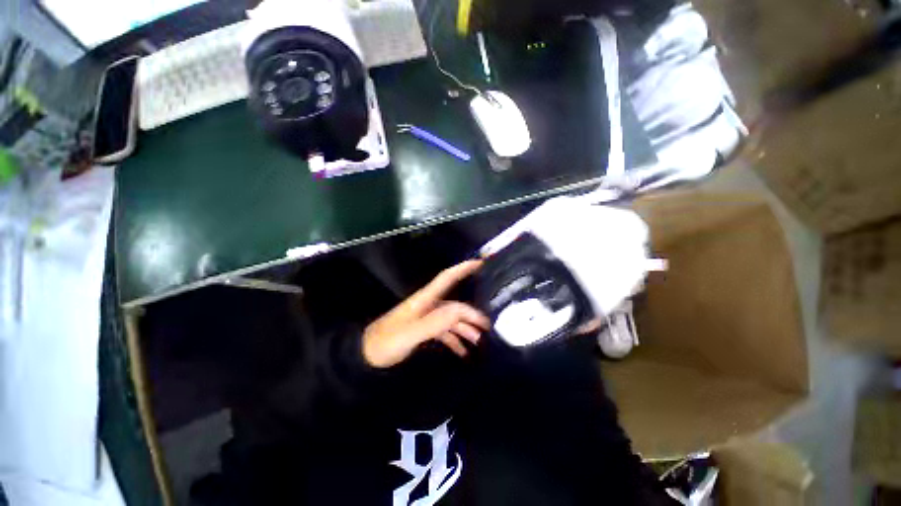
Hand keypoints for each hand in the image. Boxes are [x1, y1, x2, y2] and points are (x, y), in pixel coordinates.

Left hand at [362, 260, 490, 368]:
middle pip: (454, 304)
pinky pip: (444, 332)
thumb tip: (461, 311)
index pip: (446, 278)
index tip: (480, 264)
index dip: (462, 269)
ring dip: (465, 328)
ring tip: (478, 341)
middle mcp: (428, 306)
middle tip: (487, 325)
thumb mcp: (410, 333)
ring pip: (451, 319)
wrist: (366, 356)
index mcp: (424, 300)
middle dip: (471, 312)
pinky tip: (463, 352)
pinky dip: (455, 340)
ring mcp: (426, 318)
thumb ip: (435, 322)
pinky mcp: (423, 330)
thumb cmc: (386, 342)